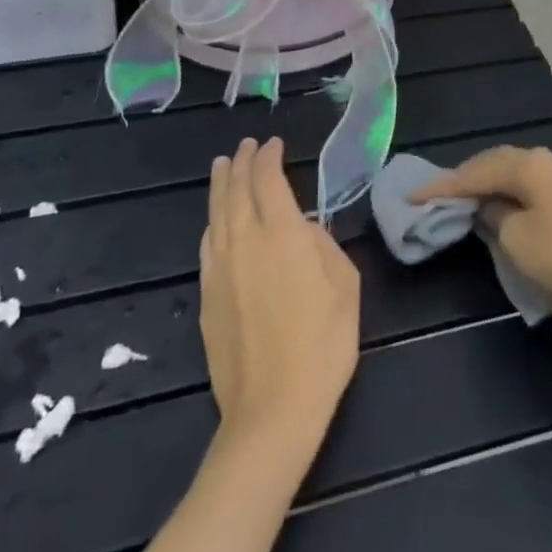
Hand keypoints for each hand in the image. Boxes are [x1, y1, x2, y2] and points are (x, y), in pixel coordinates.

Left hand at [200, 138, 360, 457]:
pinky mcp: (207, 295)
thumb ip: (323, 246)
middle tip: (245, 146)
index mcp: (282, 234)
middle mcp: (245, 241)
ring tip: (222, 167)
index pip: (268, 180)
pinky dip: (212, 222)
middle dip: (241, 163)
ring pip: (216, 214)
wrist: (273, 407)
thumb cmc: (323, 344)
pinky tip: (215, 220)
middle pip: (236, 190)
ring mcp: (220, 268)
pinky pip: (208, 244)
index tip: (273, 144)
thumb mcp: (345, 286)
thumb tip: (303, 230)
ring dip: (220, 185)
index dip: (269, 157)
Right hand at [412, 147, 551, 316]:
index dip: (444, 184)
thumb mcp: (516, 241)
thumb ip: (495, 215)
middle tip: (441, 192)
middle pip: (500, 163)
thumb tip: (491, 205)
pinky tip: (511, 205)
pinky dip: (518, 193)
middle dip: (469, 177)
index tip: (414, 194)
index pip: (476, 171)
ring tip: (472, 198)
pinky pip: (540, 185)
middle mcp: (551, 159)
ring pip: (522, 172)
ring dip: (495, 184)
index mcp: (530, 165)